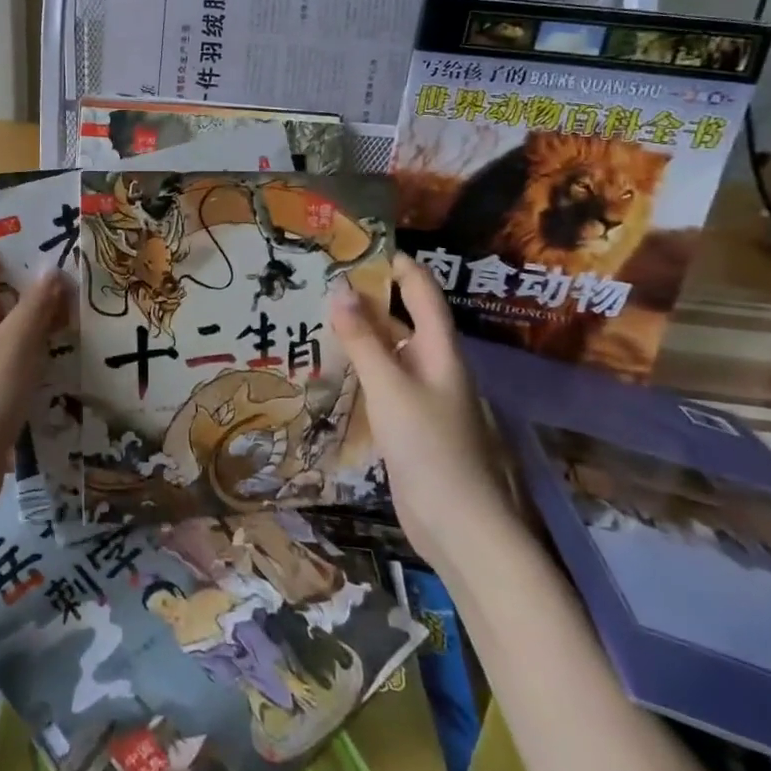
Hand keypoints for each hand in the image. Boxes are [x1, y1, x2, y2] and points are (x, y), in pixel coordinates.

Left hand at [0, 235, 67, 529]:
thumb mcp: (11, 351)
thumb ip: (35, 309)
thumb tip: (53, 268)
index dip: (9, 229)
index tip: (50, 218)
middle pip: (5, 286)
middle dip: (41, 272)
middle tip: (88, 261)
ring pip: (17, 324)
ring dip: (48, 313)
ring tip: (94, 301)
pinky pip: (22, 357)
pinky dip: (46, 349)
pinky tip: (79, 352)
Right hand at [330, 252, 518, 573]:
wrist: (458, 526)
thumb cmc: (429, 447)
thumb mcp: (390, 387)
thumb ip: (363, 340)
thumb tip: (337, 288)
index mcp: (440, 350)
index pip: (421, 291)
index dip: (396, 264)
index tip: (356, 245)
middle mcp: (432, 366)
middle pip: (401, 319)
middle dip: (365, 298)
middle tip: (318, 280)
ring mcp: (420, 396)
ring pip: (387, 352)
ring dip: (356, 334)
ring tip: (312, 316)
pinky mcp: (406, 423)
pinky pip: (379, 383)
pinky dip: (355, 368)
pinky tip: (326, 368)